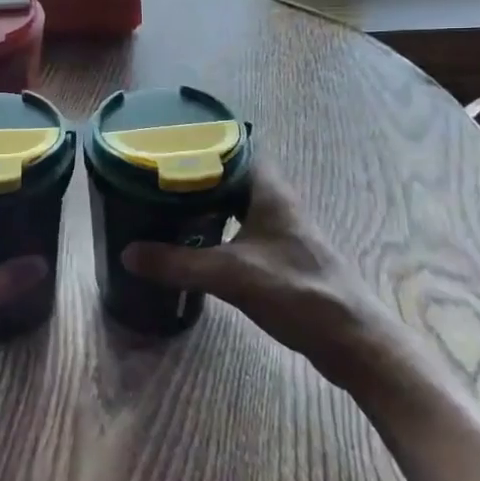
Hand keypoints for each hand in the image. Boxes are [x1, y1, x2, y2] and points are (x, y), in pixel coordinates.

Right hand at [122, 165, 413, 389]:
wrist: (352, 340)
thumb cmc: (298, 293)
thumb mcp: (231, 275)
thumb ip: (178, 263)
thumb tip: (127, 253)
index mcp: (269, 192)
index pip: (236, 146)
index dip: (204, 140)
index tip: (168, 142)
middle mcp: (276, 203)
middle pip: (232, 173)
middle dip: (196, 172)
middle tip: (156, 174)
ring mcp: (280, 230)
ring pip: (236, 202)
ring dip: (206, 200)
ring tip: (166, 203)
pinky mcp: (279, 255)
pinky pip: (239, 227)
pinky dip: (216, 226)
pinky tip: (193, 240)